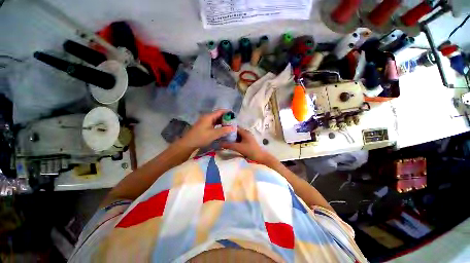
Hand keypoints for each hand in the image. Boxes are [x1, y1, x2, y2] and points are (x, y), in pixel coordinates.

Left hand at [178, 110, 234, 149]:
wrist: (188, 143)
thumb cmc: (201, 137)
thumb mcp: (213, 134)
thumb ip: (224, 130)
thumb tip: (233, 128)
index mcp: (209, 117)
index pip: (220, 111)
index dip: (227, 112)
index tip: (234, 115)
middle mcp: (207, 117)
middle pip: (218, 115)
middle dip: (226, 118)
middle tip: (233, 122)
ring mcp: (205, 121)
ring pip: (216, 119)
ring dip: (222, 121)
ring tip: (229, 125)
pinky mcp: (204, 126)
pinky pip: (213, 123)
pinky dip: (218, 125)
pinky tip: (222, 128)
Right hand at [221, 128, 270, 163]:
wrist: (260, 157)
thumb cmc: (250, 151)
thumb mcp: (238, 148)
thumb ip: (229, 145)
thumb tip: (220, 143)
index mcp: (245, 132)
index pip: (234, 127)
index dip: (228, 128)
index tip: (221, 130)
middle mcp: (246, 133)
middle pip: (235, 131)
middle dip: (229, 133)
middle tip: (221, 136)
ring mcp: (247, 137)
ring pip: (237, 135)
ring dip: (231, 137)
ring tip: (224, 139)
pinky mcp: (247, 141)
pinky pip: (239, 139)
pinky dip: (234, 140)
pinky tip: (230, 143)